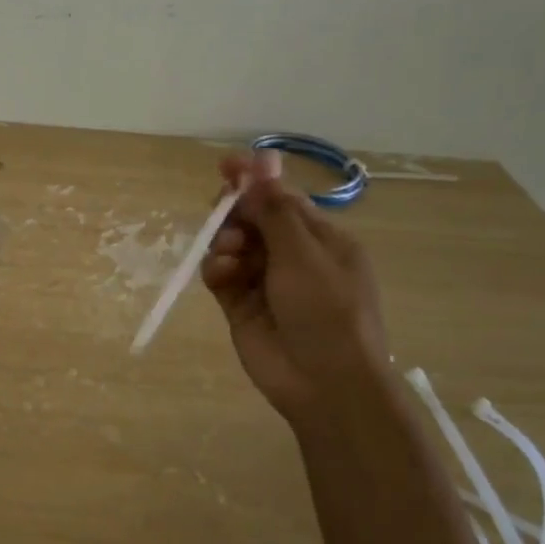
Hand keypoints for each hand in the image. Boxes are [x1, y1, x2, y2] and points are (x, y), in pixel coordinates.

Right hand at [200, 152, 391, 422]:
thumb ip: (275, 209)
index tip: (226, 165)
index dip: (255, 179)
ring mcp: (265, 282)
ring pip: (233, 245)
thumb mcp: (304, 254)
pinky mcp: (241, 305)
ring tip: (230, 255)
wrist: (324, 382)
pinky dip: (217, 269)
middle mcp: (293, 256)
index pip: (283, 198)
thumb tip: (262, 161)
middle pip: (253, 219)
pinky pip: (221, 275)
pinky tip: (221, 274)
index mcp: (321, 239)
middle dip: (235, 212)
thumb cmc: (327, 310)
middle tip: (222, 209)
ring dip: (226, 241)